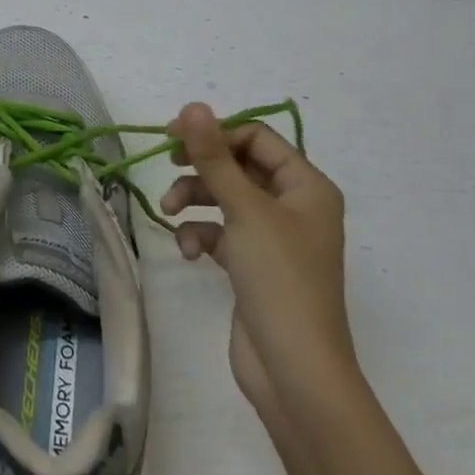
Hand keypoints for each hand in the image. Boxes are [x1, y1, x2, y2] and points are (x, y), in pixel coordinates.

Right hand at [163, 103, 356, 424]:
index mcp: (307, 186)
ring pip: (225, 199)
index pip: (257, 138)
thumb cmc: (279, 278)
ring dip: (195, 199)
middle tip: (167, 163)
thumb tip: (192, 105)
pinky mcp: (254, 266)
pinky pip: (222, 233)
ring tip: (169, 211)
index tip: (173, 136)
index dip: (216, 132)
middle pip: (239, 166)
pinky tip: (189, 251)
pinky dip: (202, 235)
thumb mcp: (244, 209)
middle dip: (202, 167)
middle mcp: (294, 206)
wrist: (294, 369)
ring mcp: (274, 238)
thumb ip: (213, 157)